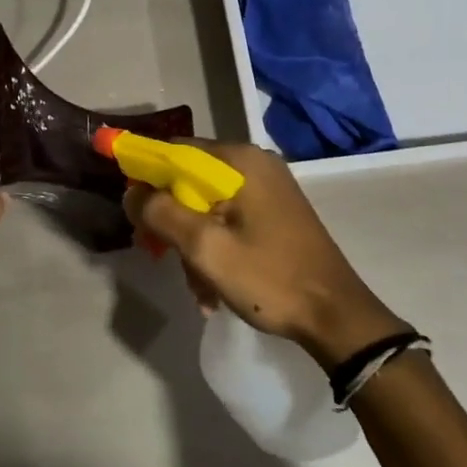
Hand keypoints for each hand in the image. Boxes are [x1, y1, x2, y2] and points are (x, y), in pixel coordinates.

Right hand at [123, 140, 404, 367]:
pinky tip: (213, 288)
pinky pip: (227, 219)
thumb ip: (160, 213)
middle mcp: (255, 165)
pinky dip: (214, 248)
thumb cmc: (269, 278)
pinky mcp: (274, 213)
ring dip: (191, 243)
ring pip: (206, 205)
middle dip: (170, 219)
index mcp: (240, 162)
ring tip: (197, 287)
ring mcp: (268, 189)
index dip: (145, 175)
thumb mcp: (204, 248)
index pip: (174, 150)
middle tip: (159, 254)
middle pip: (189, 180)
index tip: (131, 211)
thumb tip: (130, 191)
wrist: (336, 316)